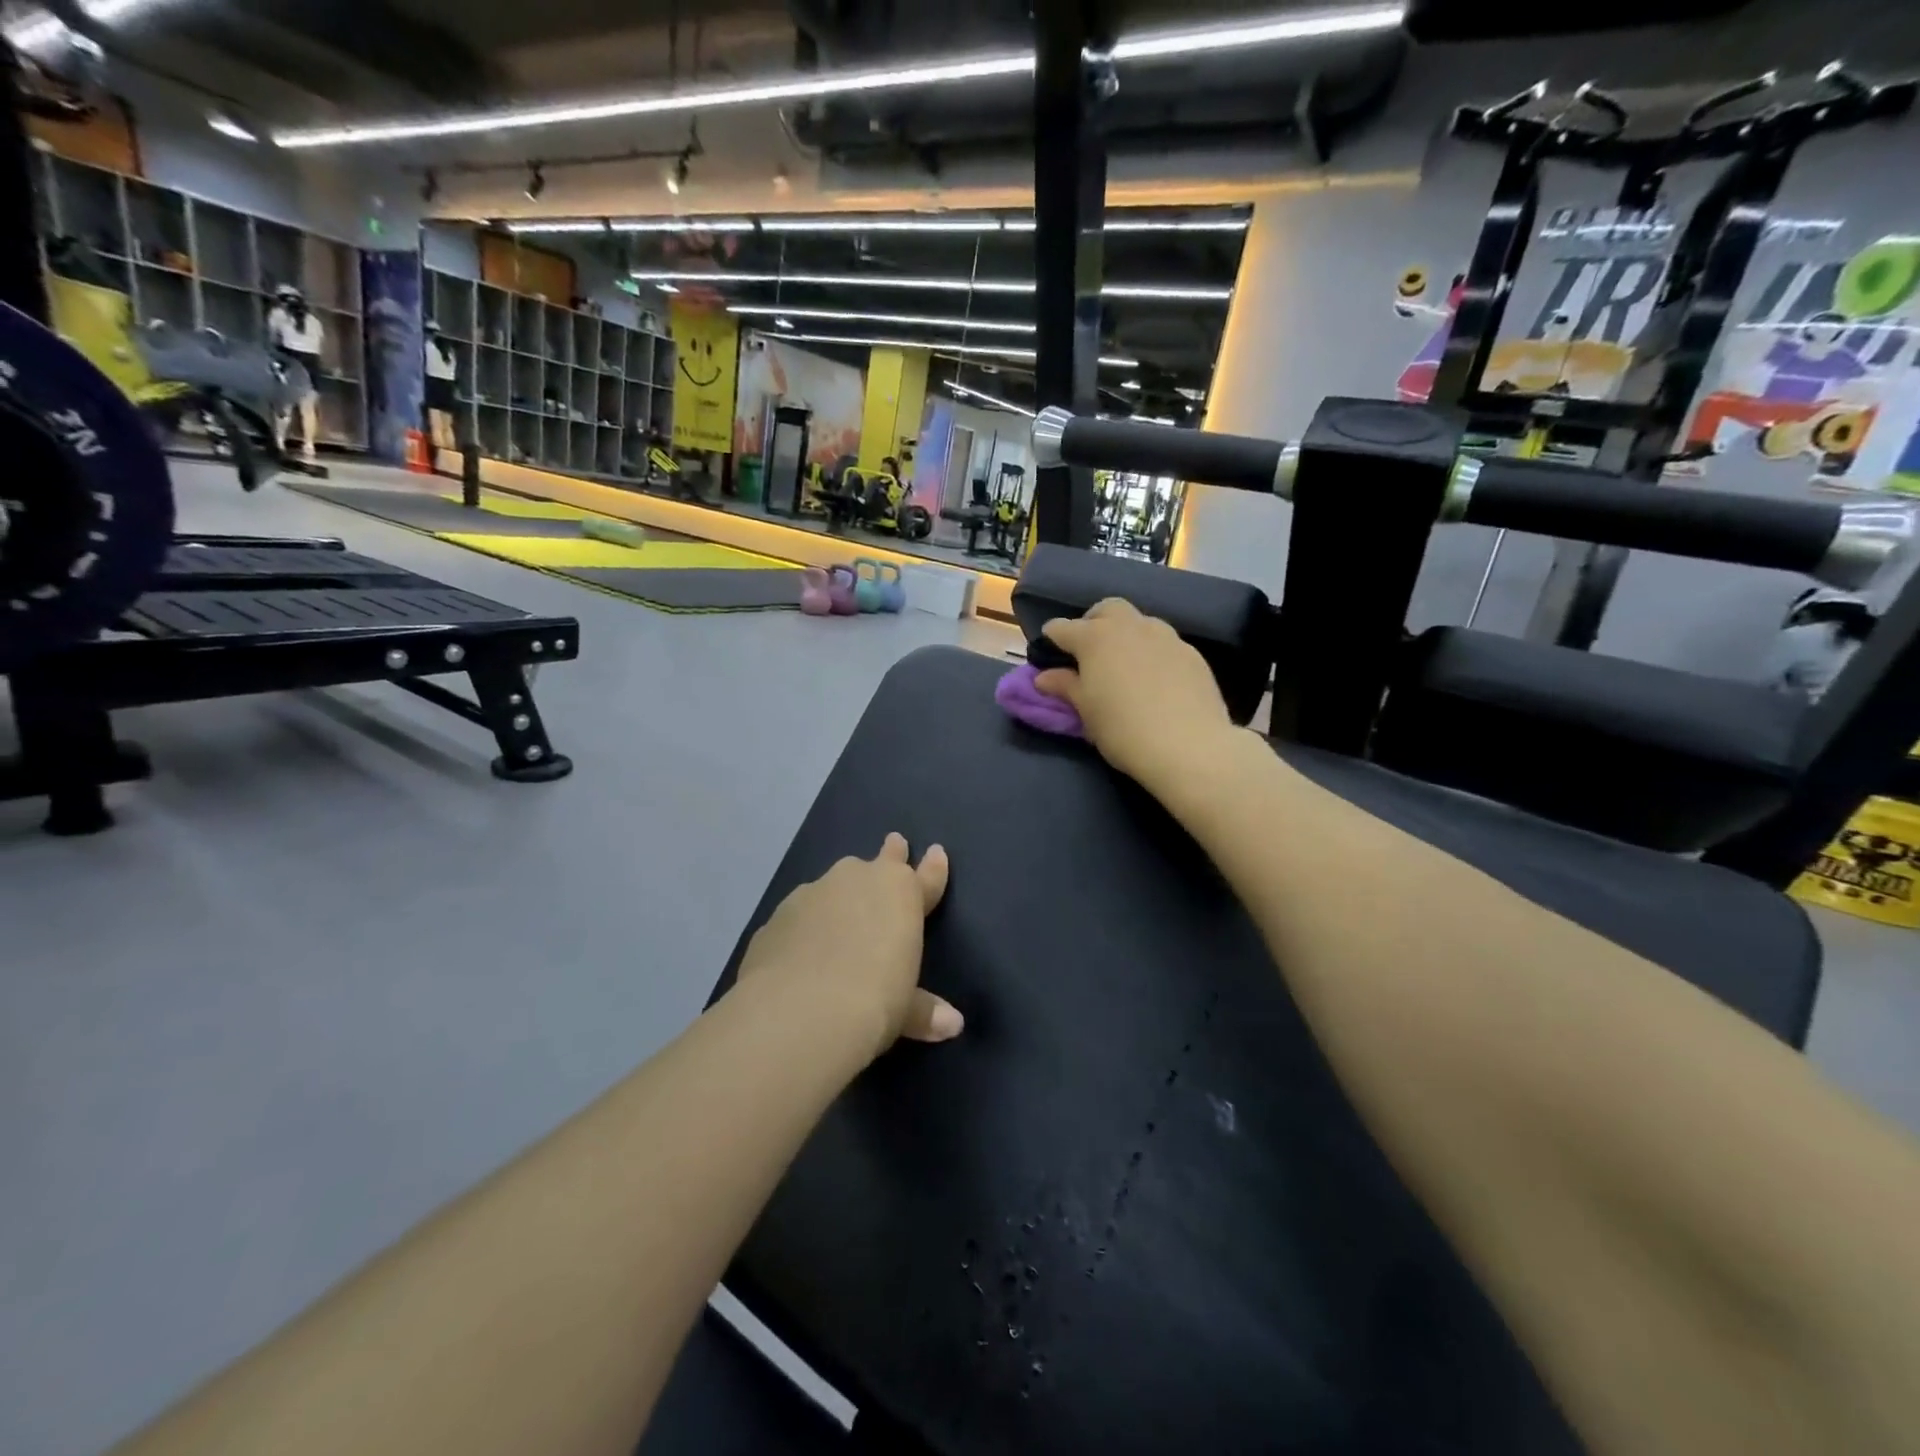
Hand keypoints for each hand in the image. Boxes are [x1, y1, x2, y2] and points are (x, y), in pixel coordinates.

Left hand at [737, 834, 960, 1062]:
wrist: (798, 1012)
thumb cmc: (874, 1001)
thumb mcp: (906, 1011)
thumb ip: (925, 1010)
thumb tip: (953, 1024)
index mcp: (899, 893)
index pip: (924, 877)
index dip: (933, 868)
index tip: (936, 852)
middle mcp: (856, 880)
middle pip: (878, 863)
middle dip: (888, 857)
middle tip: (894, 845)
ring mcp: (811, 893)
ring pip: (833, 887)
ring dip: (840, 897)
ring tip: (839, 921)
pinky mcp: (776, 917)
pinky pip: (800, 916)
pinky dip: (805, 928)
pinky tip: (800, 953)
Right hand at [1035, 599, 1235, 793]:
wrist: (1189, 746)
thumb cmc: (1122, 728)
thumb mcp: (1086, 710)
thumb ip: (1065, 686)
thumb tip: (1044, 677)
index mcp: (1095, 637)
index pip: (1062, 628)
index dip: (1051, 639)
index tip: (1048, 654)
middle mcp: (1130, 626)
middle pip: (1106, 609)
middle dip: (1093, 623)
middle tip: (1089, 652)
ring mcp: (1165, 636)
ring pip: (1139, 622)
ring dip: (1126, 635)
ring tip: (1124, 665)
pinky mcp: (1192, 653)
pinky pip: (1164, 643)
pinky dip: (1152, 653)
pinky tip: (1155, 680)